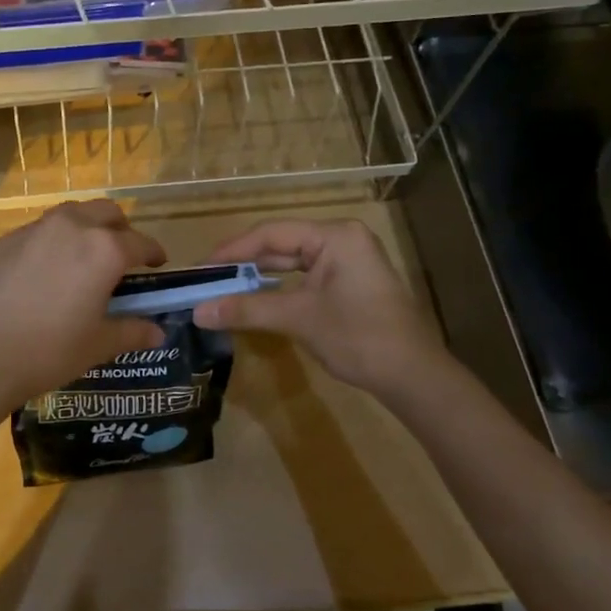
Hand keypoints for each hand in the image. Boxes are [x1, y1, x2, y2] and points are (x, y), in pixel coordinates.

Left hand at [0, 201, 166, 416]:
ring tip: (84, 257)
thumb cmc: (48, 351)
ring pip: (71, 214)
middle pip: (106, 212)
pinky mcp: (4, 240)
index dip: (154, 253)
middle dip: (120, 229)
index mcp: (103, 249)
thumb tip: (158, 333)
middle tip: (122, 255)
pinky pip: (39, 231)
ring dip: (85, 227)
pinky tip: (45, 271)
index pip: (140, 242)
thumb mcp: (98, 345)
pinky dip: (52, 241)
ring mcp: (34, 230)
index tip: (158, 263)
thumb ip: (132, 332)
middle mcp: (72, 227)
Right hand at [192, 218, 449, 394]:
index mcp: (335, 235)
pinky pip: (306, 276)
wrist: (413, 376)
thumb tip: (198, 311)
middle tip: (207, 280)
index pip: (271, 233)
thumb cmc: (358, 338)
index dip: (232, 250)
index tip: (200, 268)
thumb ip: (246, 309)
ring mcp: (349, 259)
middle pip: (282, 244)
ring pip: (293, 261)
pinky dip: (281, 287)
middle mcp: (342, 238)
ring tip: (224, 288)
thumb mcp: (298, 319)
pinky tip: (256, 297)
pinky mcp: (350, 281)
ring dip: (260, 276)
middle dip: (244, 263)